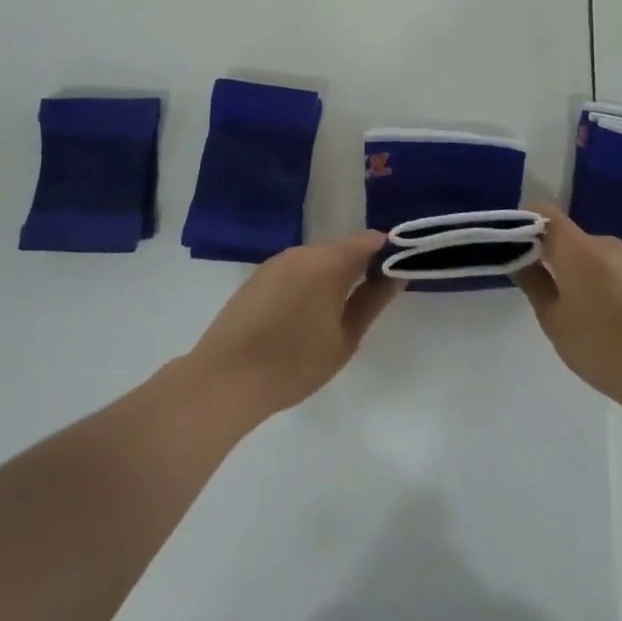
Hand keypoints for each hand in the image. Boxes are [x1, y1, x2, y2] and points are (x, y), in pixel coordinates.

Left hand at [186, 231, 398, 418]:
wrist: (224, 379)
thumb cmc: (293, 364)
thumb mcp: (345, 338)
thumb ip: (373, 301)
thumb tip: (396, 274)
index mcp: (327, 262)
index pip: (368, 240)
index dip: (387, 252)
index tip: (397, 273)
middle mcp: (301, 252)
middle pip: (341, 249)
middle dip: (359, 267)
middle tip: (369, 301)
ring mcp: (275, 263)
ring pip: (316, 260)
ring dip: (331, 277)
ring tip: (334, 315)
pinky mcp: (256, 277)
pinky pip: (294, 271)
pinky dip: (307, 284)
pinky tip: (302, 318)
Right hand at [514, 207, 621, 413]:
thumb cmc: (600, 345)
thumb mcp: (553, 319)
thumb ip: (533, 283)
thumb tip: (520, 258)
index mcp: (577, 247)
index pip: (544, 212)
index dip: (524, 223)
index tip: (513, 250)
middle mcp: (604, 243)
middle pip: (566, 235)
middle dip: (548, 254)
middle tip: (539, 290)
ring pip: (588, 253)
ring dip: (573, 270)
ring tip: (572, 312)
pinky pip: (608, 268)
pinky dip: (595, 281)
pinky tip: (601, 318)